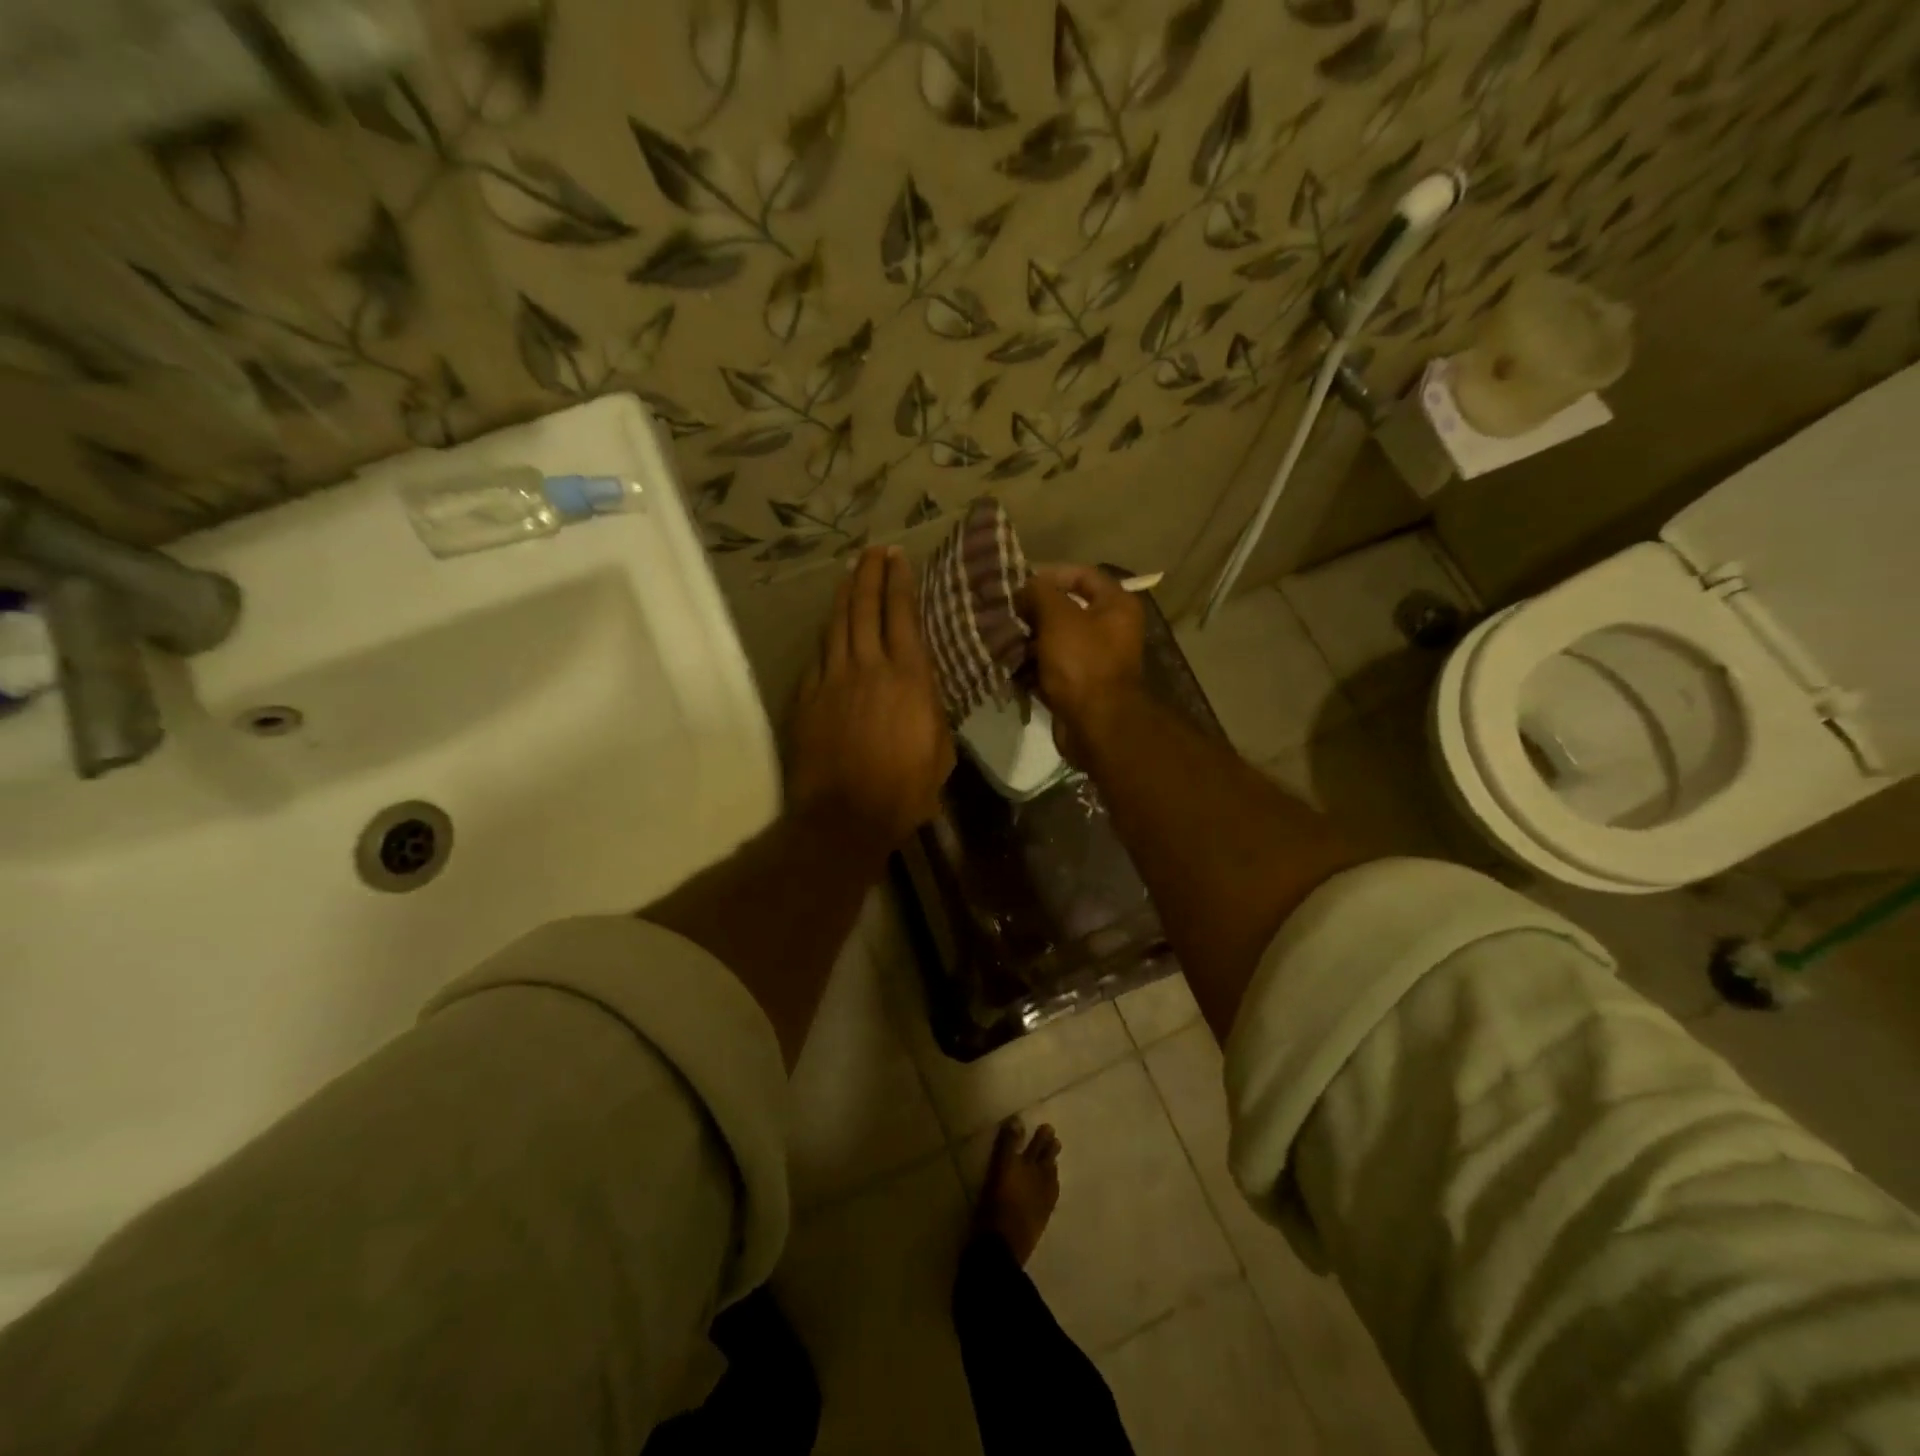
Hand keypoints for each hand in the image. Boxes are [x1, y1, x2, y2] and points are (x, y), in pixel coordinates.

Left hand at [786, 546, 954, 851]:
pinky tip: (829, 631)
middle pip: (865, 609)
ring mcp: (832, 680)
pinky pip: (818, 657)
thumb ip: (932, 712)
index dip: (899, 583)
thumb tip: (924, 693)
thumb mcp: (939, 752)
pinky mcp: (807, 698)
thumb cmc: (904, 790)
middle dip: (869, 574)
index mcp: (909, 678)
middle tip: (872, 551)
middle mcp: (869, 668)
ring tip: (849, 575)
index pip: (902, 616)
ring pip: (836, 626)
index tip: (897, 558)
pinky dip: (826, 638)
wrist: (844, 816)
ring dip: (844, 597)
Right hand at [1018, 564, 1146, 763]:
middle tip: (1003, 611)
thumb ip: (1040, 593)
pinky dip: (1030, 666)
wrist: (1096, 725)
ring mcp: (1094, 660)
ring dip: (1027, 639)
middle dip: (1033, 611)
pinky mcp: (1077, 686)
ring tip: (997, 637)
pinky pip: (1050, 668)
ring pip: (1054, 641)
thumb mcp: (1059, 617)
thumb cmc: (1082, 663)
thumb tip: (1025, 587)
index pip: (1083, 575)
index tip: (1018, 582)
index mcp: (1116, 605)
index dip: (1050, 574)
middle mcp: (1109, 629)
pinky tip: (1006, 663)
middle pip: (1066, 609)